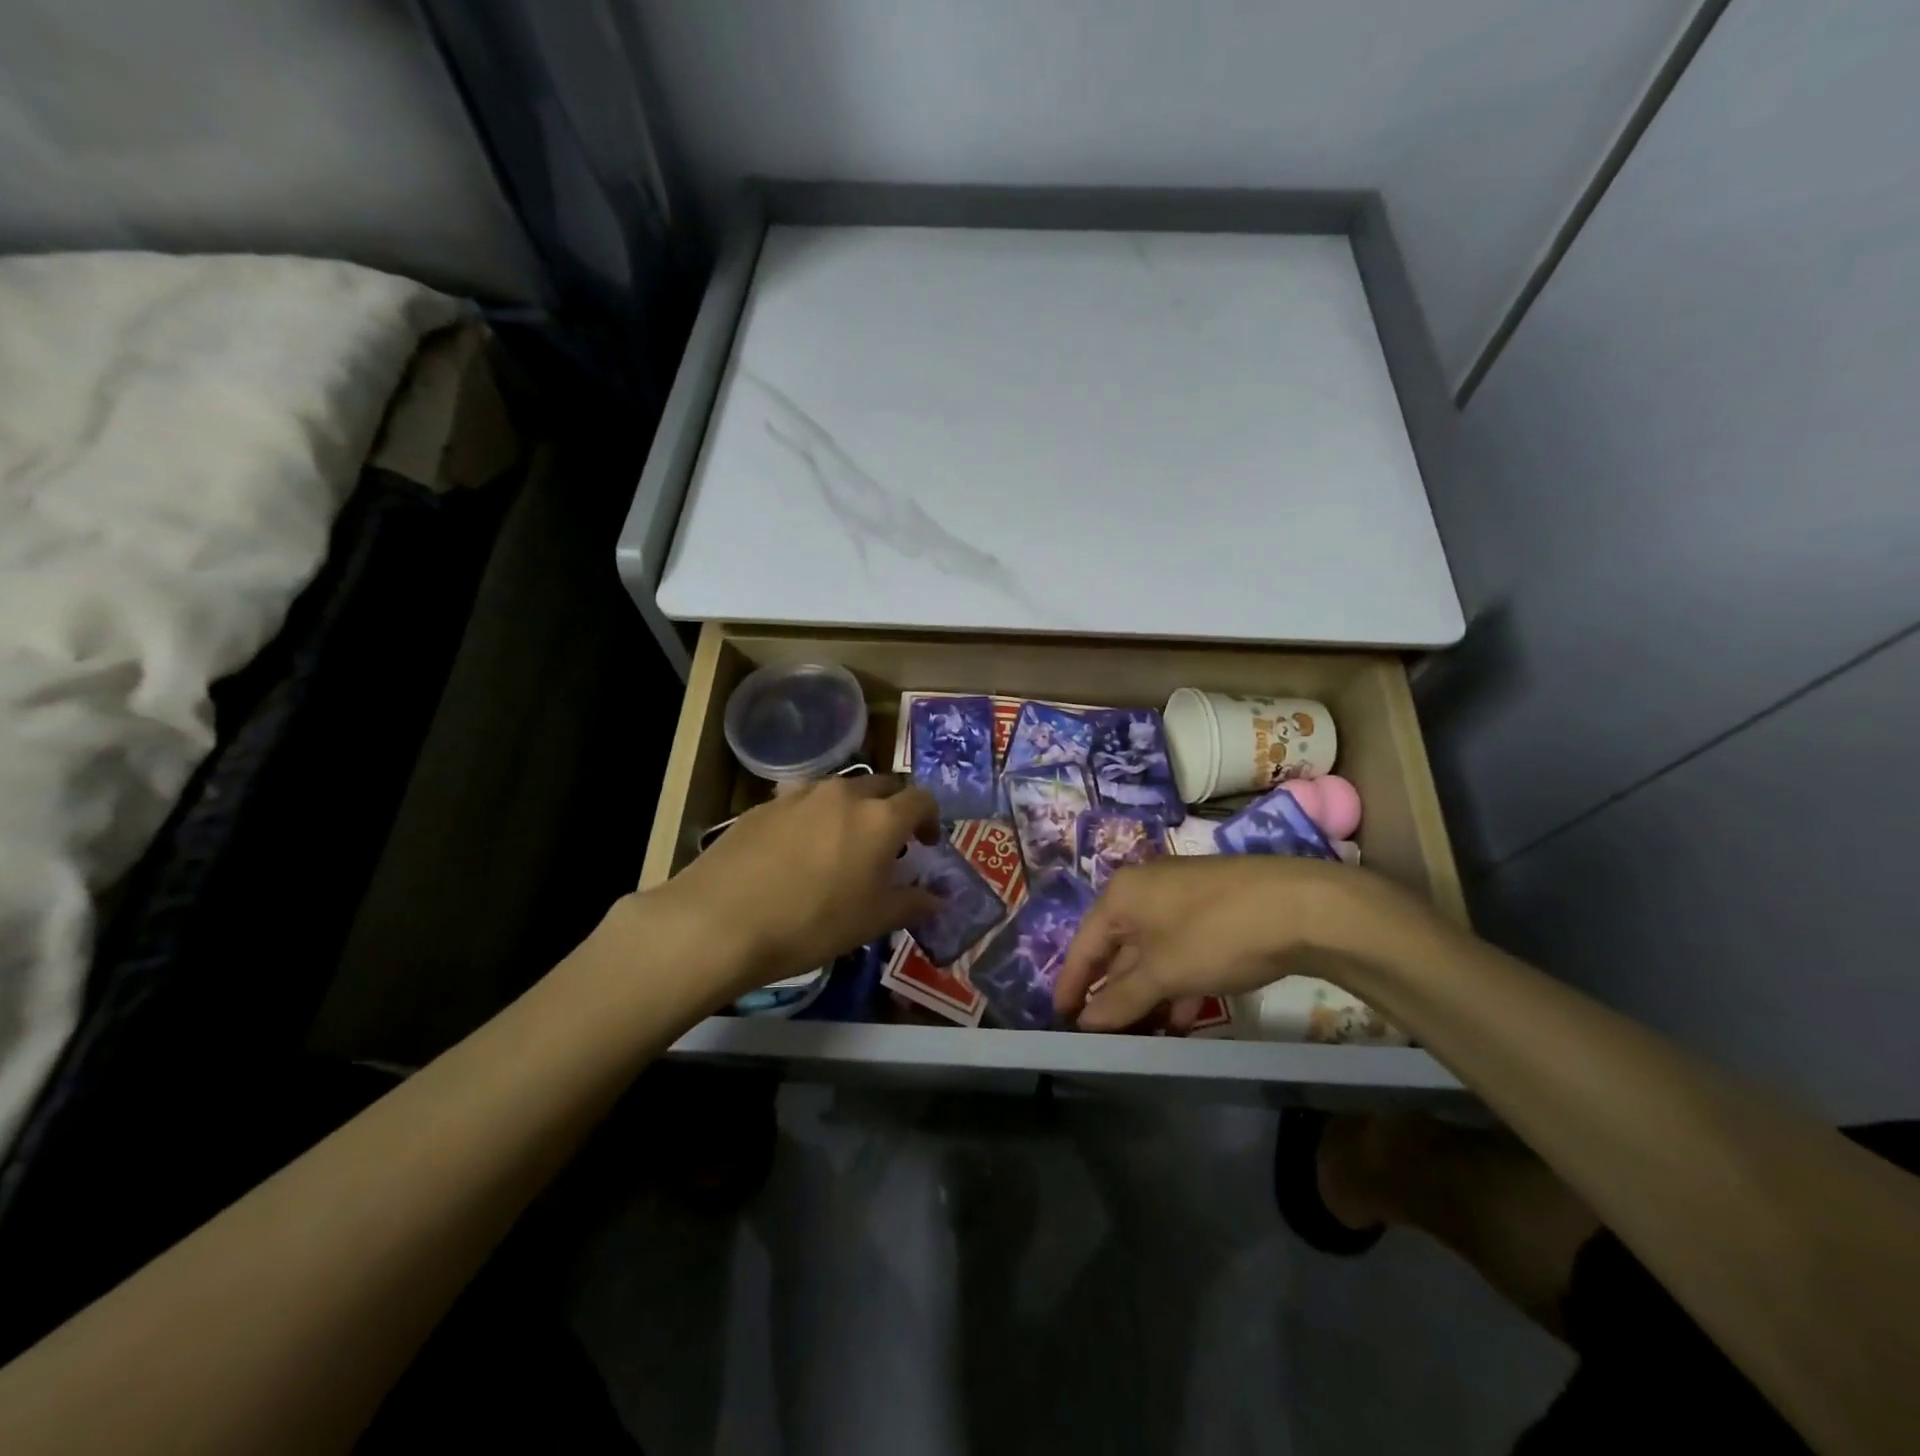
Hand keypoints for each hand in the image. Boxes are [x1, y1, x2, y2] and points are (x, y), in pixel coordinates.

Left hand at [649, 773, 940, 1001]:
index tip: (926, 844)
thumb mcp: (872, 921)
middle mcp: (843, 794)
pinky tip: (795, 853)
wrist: (720, 921)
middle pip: (882, 786)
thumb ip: (912, 903)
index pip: (921, 799)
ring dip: (851, 810)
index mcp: (879, 818)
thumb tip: (938, 897)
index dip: (930, 819)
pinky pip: (802, 802)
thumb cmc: (811, 923)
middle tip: (887, 845)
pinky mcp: (763, 805)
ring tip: (840, 846)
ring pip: (839, 791)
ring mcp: (799, 795)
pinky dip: (813, 818)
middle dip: (892, 809)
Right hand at [1053, 856, 1427, 1031]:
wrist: (1301, 906)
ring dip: (1146, 994)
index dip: (1072, 985)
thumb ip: (1121, 999)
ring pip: (1151, 952)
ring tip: (1146, 1036)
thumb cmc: (1215, 934)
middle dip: (1114, 994)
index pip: (1083, 945)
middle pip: (1117, 948)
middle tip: (1107, 1037)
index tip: (1060, 1021)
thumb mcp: (1163, 972)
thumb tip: (1085, 1022)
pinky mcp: (1213, 908)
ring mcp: (1182, 896)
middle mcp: (1145, 889)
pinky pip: (1179, 949)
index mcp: (1121, 894)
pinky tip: (1183, 1016)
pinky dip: (1175, 981)